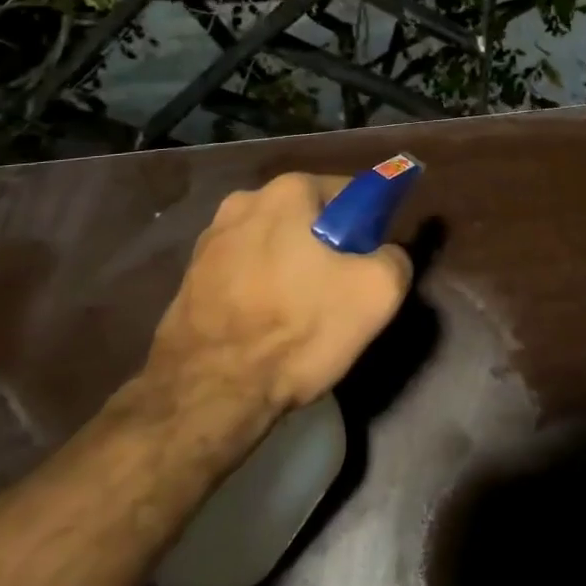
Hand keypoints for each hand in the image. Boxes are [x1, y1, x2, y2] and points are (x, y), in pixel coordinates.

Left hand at [147, 172, 413, 416]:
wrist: (208, 394)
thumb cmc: (298, 329)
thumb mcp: (377, 293)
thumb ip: (395, 258)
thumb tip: (386, 254)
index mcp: (287, 191)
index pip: (349, 194)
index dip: (367, 228)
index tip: (368, 265)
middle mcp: (243, 201)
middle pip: (308, 219)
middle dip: (326, 249)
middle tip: (337, 295)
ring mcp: (210, 240)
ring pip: (273, 246)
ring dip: (290, 270)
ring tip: (299, 318)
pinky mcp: (190, 278)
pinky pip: (243, 273)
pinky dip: (259, 291)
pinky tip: (265, 328)